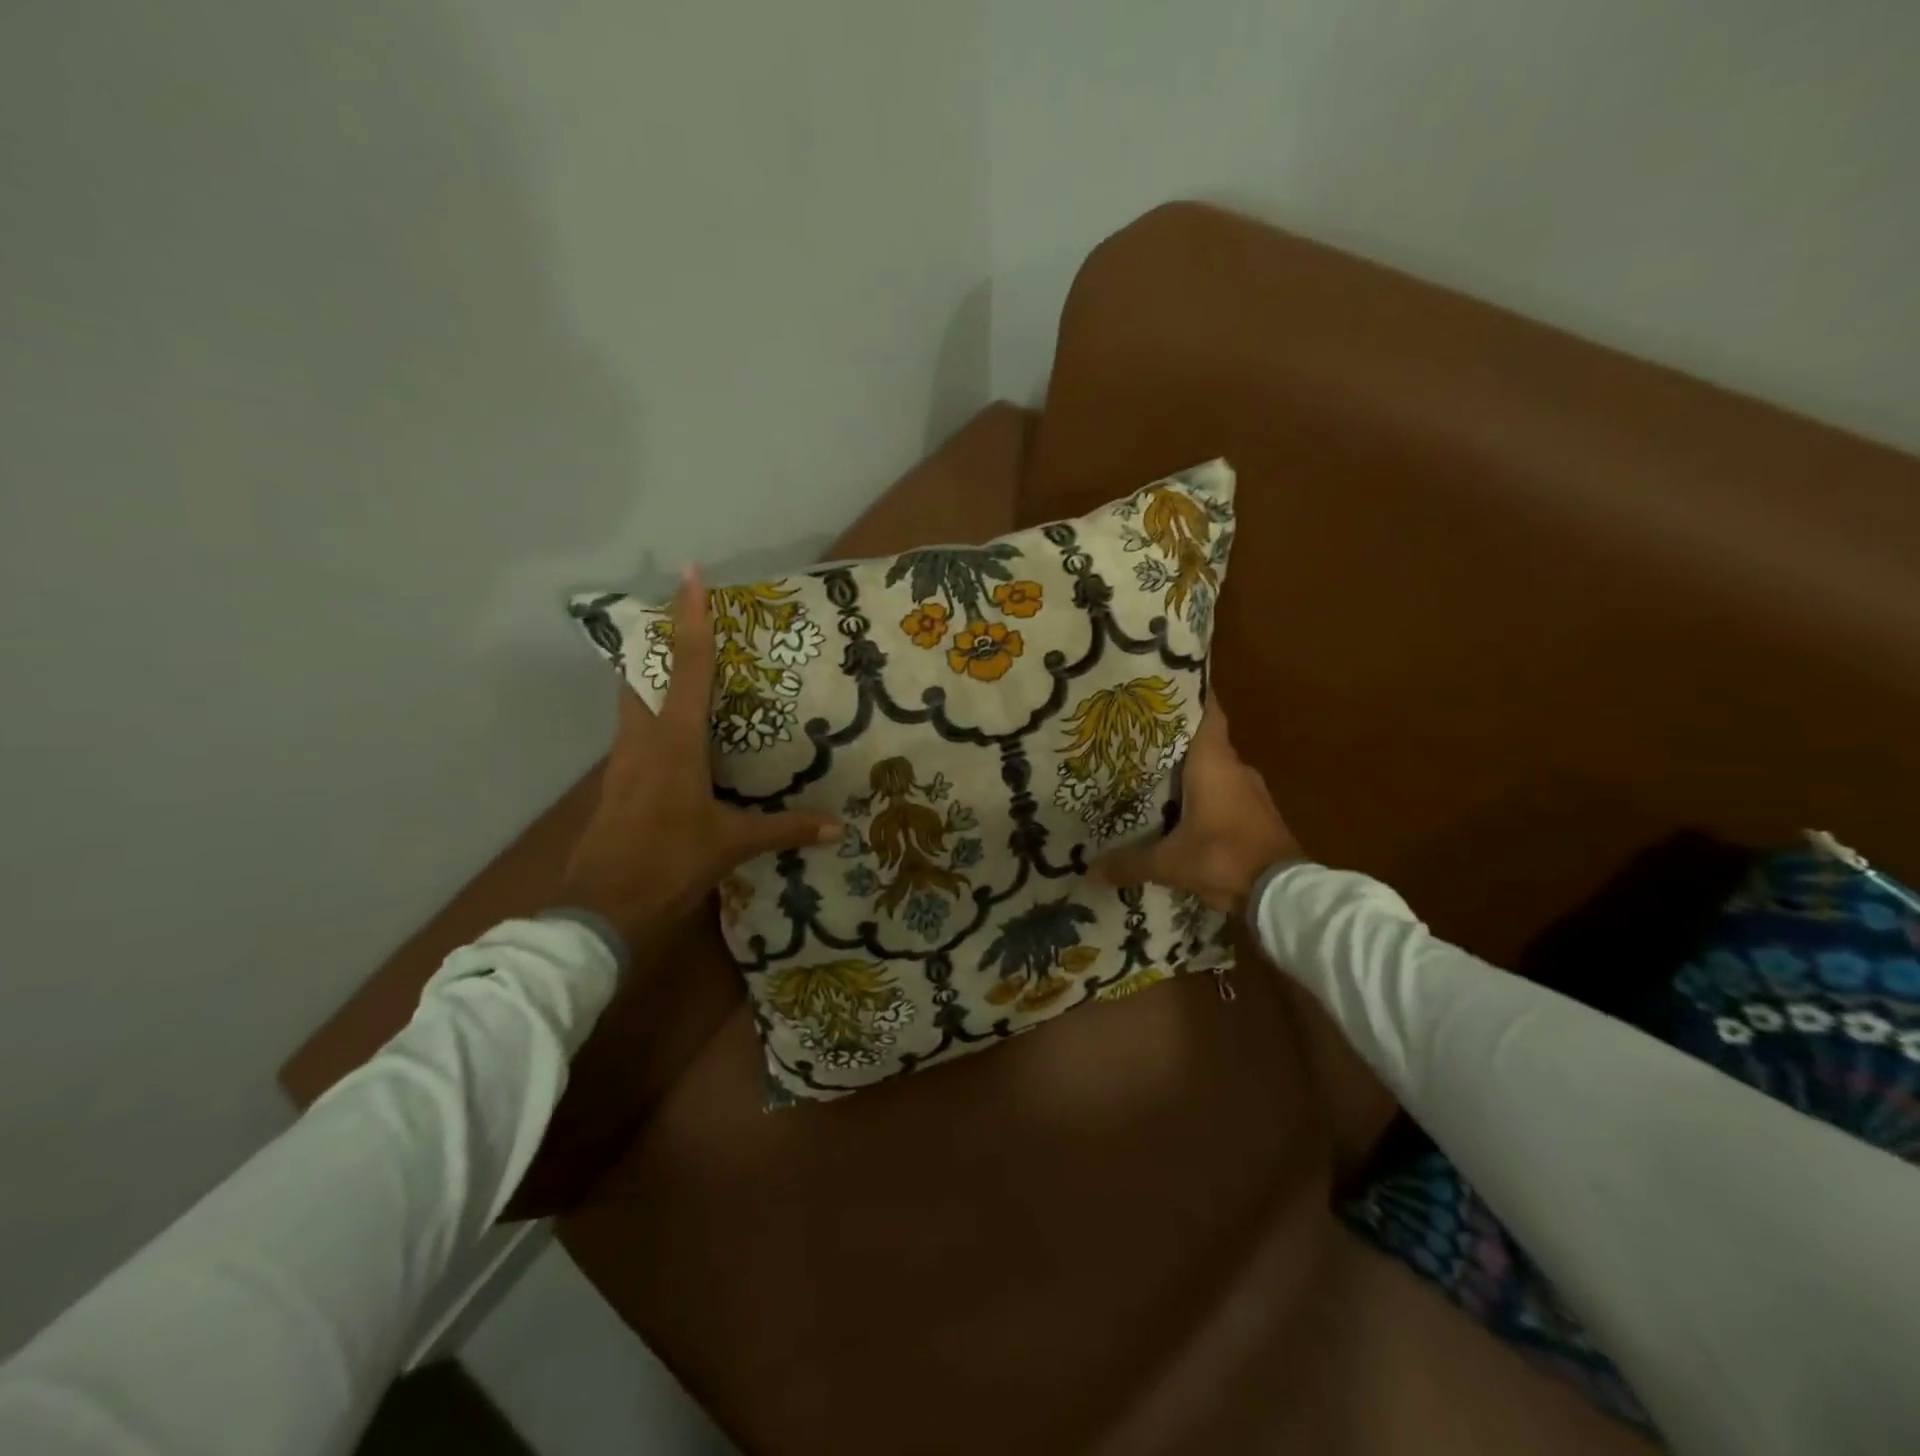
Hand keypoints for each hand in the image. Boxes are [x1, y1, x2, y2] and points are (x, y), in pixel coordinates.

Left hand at [559, 567, 841, 950]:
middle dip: (662, 641)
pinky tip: (677, 736)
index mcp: (674, 743)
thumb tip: (838, 828)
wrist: (599, 910)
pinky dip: (653, 717)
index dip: (690, 620)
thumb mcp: (731, 844)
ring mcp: (622, 762)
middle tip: (688, 620)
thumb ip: (785, 830)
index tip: (689, 575)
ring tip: (689, 671)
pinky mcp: (616, 783)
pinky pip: (635, 733)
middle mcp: (642, 740)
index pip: (687, 668)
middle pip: (644, 673)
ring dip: (655, 678)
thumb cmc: (668, 864)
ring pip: (634, 702)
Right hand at [1091, 700, 1301, 914]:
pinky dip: (1205, 797)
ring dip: (1189, 772)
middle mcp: (1235, 768)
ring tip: (1152, 776)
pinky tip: (1180, 811)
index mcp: (1213, 761)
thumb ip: (1129, 862)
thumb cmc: (1223, 858)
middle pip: (1203, 740)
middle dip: (1173, 739)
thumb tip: (1089, 870)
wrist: (1283, 896)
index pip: (1207, 711)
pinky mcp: (1258, 815)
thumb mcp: (1168, 863)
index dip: (1188, 694)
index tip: (1162, 685)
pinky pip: (1225, 794)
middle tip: (1137, 738)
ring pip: (1214, 770)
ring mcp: (1251, 792)